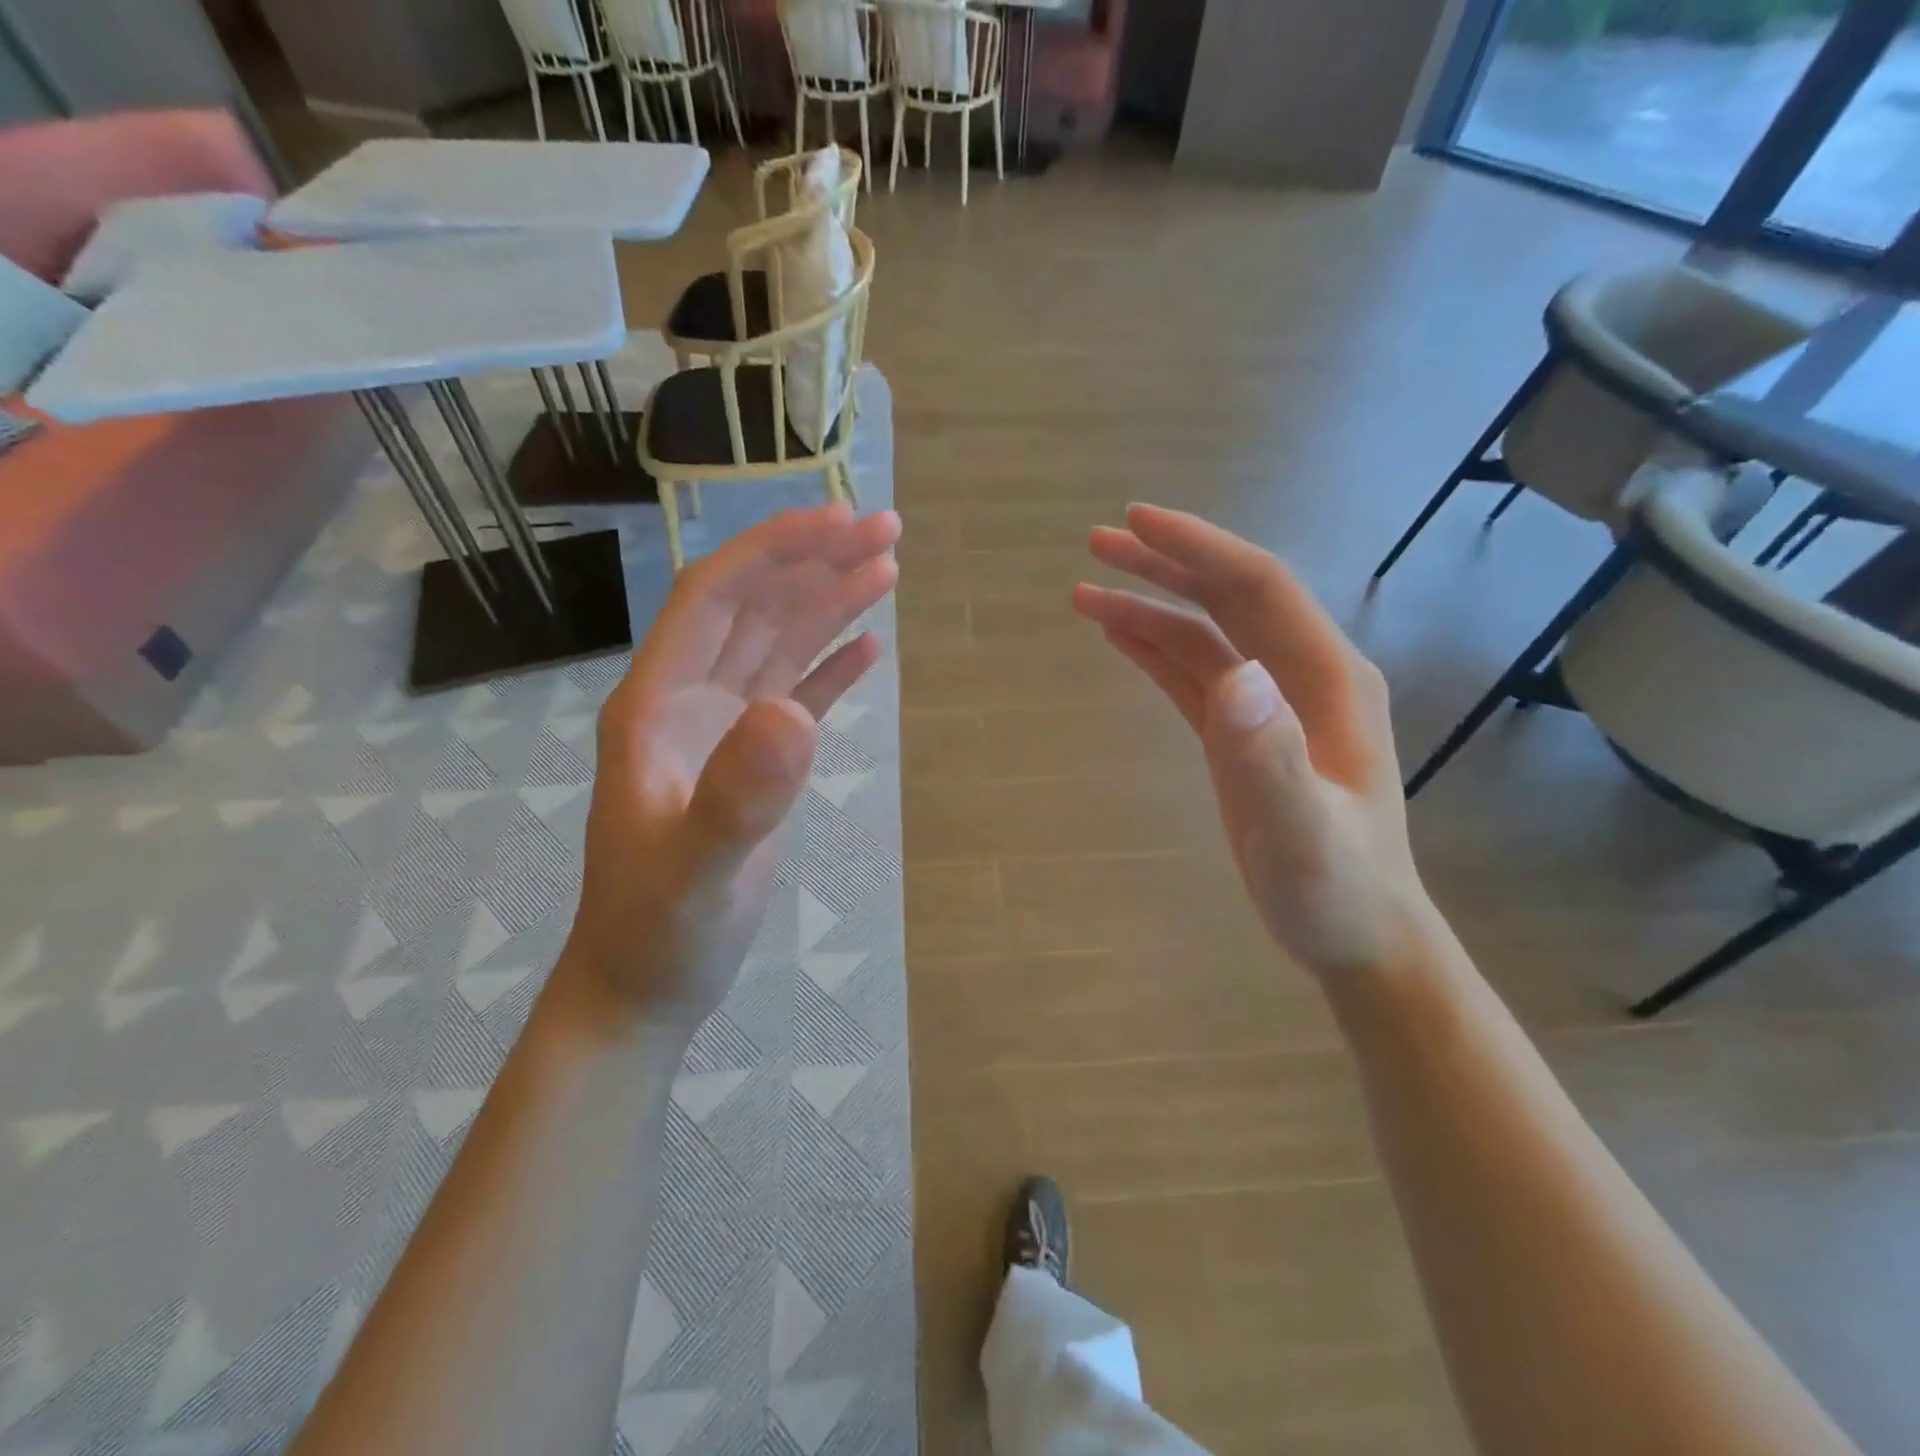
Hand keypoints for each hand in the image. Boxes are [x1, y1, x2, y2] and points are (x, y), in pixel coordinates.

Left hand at [564, 504, 900, 1028]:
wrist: (647, 984)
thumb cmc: (658, 930)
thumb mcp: (694, 870)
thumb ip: (738, 795)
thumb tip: (794, 714)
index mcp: (657, 703)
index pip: (715, 596)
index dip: (773, 550)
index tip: (838, 521)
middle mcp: (689, 700)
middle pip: (755, 606)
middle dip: (816, 561)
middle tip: (887, 530)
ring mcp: (723, 731)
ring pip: (780, 644)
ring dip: (829, 602)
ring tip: (887, 568)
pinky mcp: (754, 762)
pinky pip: (796, 694)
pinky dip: (832, 667)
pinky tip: (868, 647)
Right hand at [1075, 504, 1436, 981]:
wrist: (1357, 935)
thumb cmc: (1335, 888)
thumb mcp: (1301, 832)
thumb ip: (1269, 757)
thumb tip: (1233, 676)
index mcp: (1325, 679)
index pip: (1257, 588)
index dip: (1199, 549)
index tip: (1137, 523)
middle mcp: (1299, 677)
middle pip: (1227, 598)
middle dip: (1164, 565)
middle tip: (1098, 543)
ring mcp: (1271, 705)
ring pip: (1204, 635)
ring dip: (1149, 608)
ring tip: (1086, 594)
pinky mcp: (1244, 735)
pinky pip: (1195, 676)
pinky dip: (1156, 650)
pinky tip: (1121, 637)